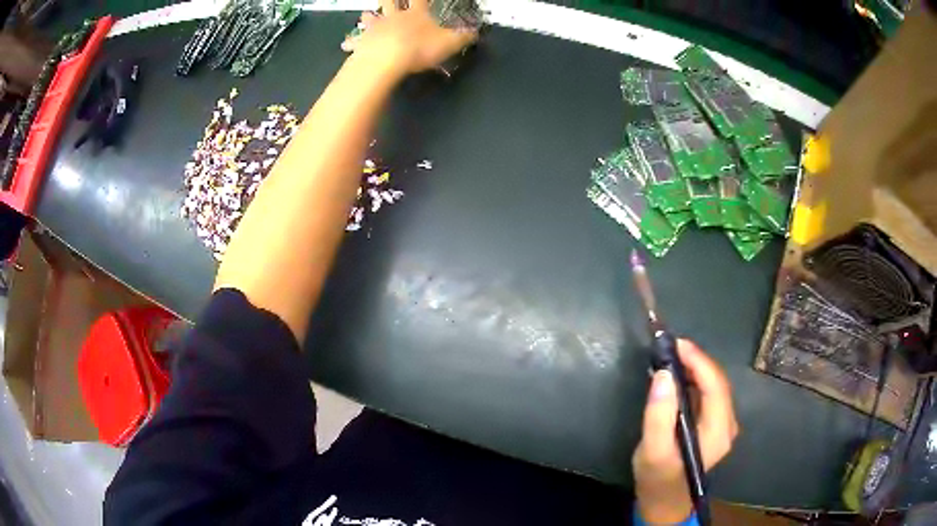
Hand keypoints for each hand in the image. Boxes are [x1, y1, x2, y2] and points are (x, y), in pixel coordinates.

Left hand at [342, 0, 477, 77]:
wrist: (388, 59)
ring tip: (365, 14)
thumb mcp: (449, 43)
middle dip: (390, 0)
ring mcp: (377, 28)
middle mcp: (395, 17)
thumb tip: (476, 33)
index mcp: (416, 15)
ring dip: (369, 16)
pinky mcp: (363, 43)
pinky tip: (346, 43)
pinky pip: (356, 41)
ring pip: (371, 18)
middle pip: (391, 2)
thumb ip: (463, 37)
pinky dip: (351, 41)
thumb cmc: (420, 48)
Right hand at [632, 340, 738, 524]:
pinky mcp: (714, 424)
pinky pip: (708, 393)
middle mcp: (727, 424)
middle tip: (668, 348)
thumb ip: (658, 414)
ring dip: (694, 368)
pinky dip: (693, 380)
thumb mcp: (653, 450)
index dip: (698, 360)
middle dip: (695, 360)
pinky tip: (676, 377)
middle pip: (717, 382)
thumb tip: (663, 374)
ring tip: (670, 358)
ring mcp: (723, 424)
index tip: (675, 343)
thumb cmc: (657, 477)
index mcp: (718, 431)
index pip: (714, 385)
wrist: (664, 501)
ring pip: (713, 385)